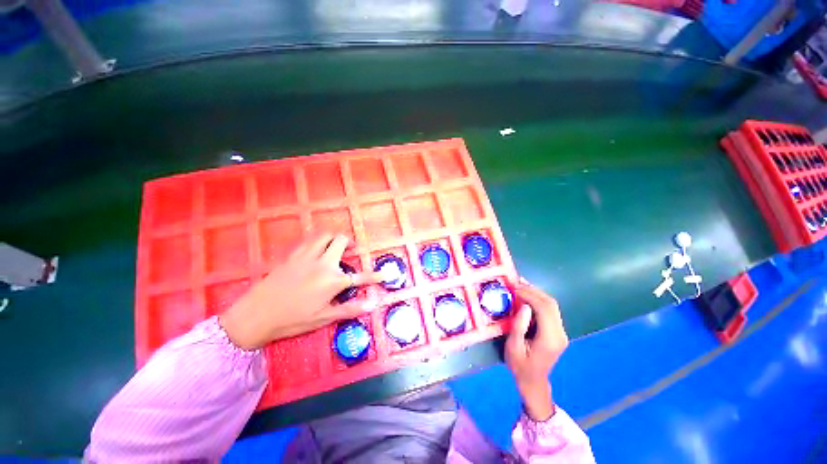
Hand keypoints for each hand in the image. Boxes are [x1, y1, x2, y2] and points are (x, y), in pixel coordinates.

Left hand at [219, 233, 380, 349]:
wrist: (255, 316)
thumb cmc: (292, 320)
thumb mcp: (323, 318)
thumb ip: (350, 309)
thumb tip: (372, 305)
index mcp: (332, 281)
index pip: (360, 277)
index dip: (374, 276)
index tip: (384, 274)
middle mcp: (322, 264)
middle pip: (341, 241)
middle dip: (351, 243)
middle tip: (353, 249)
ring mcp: (306, 257)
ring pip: (325, 235)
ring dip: (334, 237)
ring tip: (336, 244)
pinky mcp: (292, 255)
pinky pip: (309, 240)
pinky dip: (318, 240)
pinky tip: (317, 248)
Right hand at [505, 281, 568, 420]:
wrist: (533, 381)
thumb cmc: (520, 366)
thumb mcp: (513, 347)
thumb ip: (518, 326)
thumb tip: (523, 306)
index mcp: (550, 339)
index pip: (544, 309)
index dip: (529, 295)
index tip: (514, 288)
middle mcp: (559, 334)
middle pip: (550, 304)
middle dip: (533, 290)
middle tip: (516, 283)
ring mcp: (561, 332)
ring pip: (552, 305)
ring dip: (536, 293)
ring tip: (520, 286)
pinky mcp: (557, 331)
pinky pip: (550, 310)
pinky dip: (538, 300)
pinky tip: (527, 295)